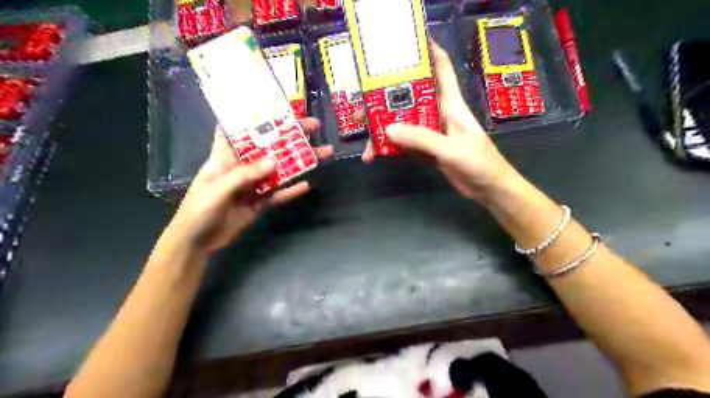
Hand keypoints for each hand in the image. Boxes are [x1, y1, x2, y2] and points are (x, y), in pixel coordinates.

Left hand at [169, 119, 334, 253]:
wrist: (197, 242)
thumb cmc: (198, 209)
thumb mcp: (217, 189)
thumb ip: (244, 175)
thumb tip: (274, 162)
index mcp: (225, 156)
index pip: (240, 129)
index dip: (255, 116)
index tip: (276, 106)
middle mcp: (241, 166)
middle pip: (268, 148)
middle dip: (290, 136)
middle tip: (313, 127)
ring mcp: (252, 185)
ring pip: (279, 170)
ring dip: (298, 163)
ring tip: (321, 153)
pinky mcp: (259, 202)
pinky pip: (278, 194)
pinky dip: (291, 191)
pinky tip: (306, 185)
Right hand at [362, 40, 520, 202]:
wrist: (489, 189)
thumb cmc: (480, 163)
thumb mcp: (451, 149)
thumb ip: (421, 138)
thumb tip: (387, 129)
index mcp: (451, 104)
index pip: (441, 69)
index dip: (428, 52)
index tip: (406, 43)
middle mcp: (440, 114)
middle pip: (410, 99)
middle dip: (385, 101)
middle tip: (360, 110)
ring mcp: (433, 133)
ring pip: (404, 124)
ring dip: (384, 131)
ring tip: (365, 144)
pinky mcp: (429, 150)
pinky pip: (406, 144)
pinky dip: (391, 149)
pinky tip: (376, 156)